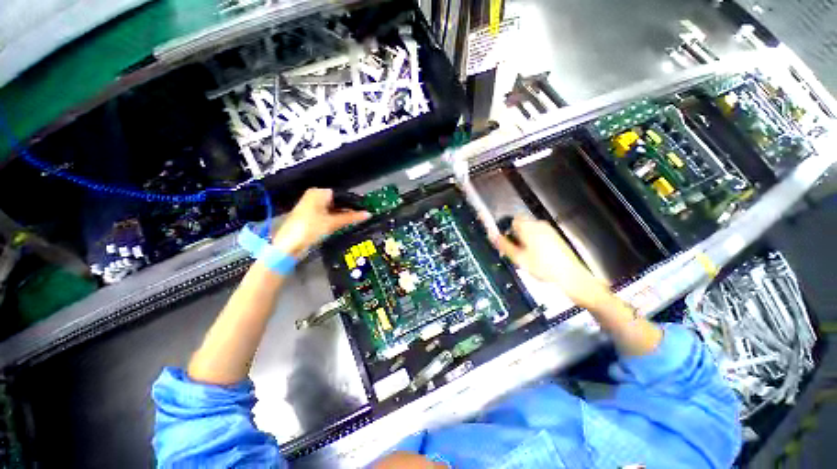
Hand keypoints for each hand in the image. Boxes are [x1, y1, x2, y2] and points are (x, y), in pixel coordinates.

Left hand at [272, 188, 369, 255]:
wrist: (289, 245)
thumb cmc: (310, 229)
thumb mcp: (333, 222)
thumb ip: (351, 217)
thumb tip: (368, 214)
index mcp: (318, 193)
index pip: (342, 194)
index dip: (354, 203)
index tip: (365, 209)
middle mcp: (314, 197)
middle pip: (338, 202)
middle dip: (349, 210)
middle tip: (362, 217)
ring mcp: (312, 207)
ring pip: (333, 209)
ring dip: (343, 216)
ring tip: (356, 221)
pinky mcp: (311, 217)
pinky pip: (328, 215)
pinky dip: (336, 220)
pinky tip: (344, 225)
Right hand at [491, 217, 610, 309]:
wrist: (570, 277)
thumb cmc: (543, 268)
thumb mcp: (518, 258)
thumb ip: (503, 245)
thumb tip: (491, 235)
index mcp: (529, 227)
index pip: (512, 220)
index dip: (506, 230)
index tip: (504, 241)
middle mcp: (539, 225)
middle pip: (521, 224)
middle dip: (515, 235)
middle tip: (514, 251)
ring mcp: (549, 230)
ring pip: (529, 230)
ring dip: (524, 239)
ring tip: (525, 255)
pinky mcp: (555, 237)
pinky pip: (539, 234)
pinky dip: (534, 241)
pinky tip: (536, 256)